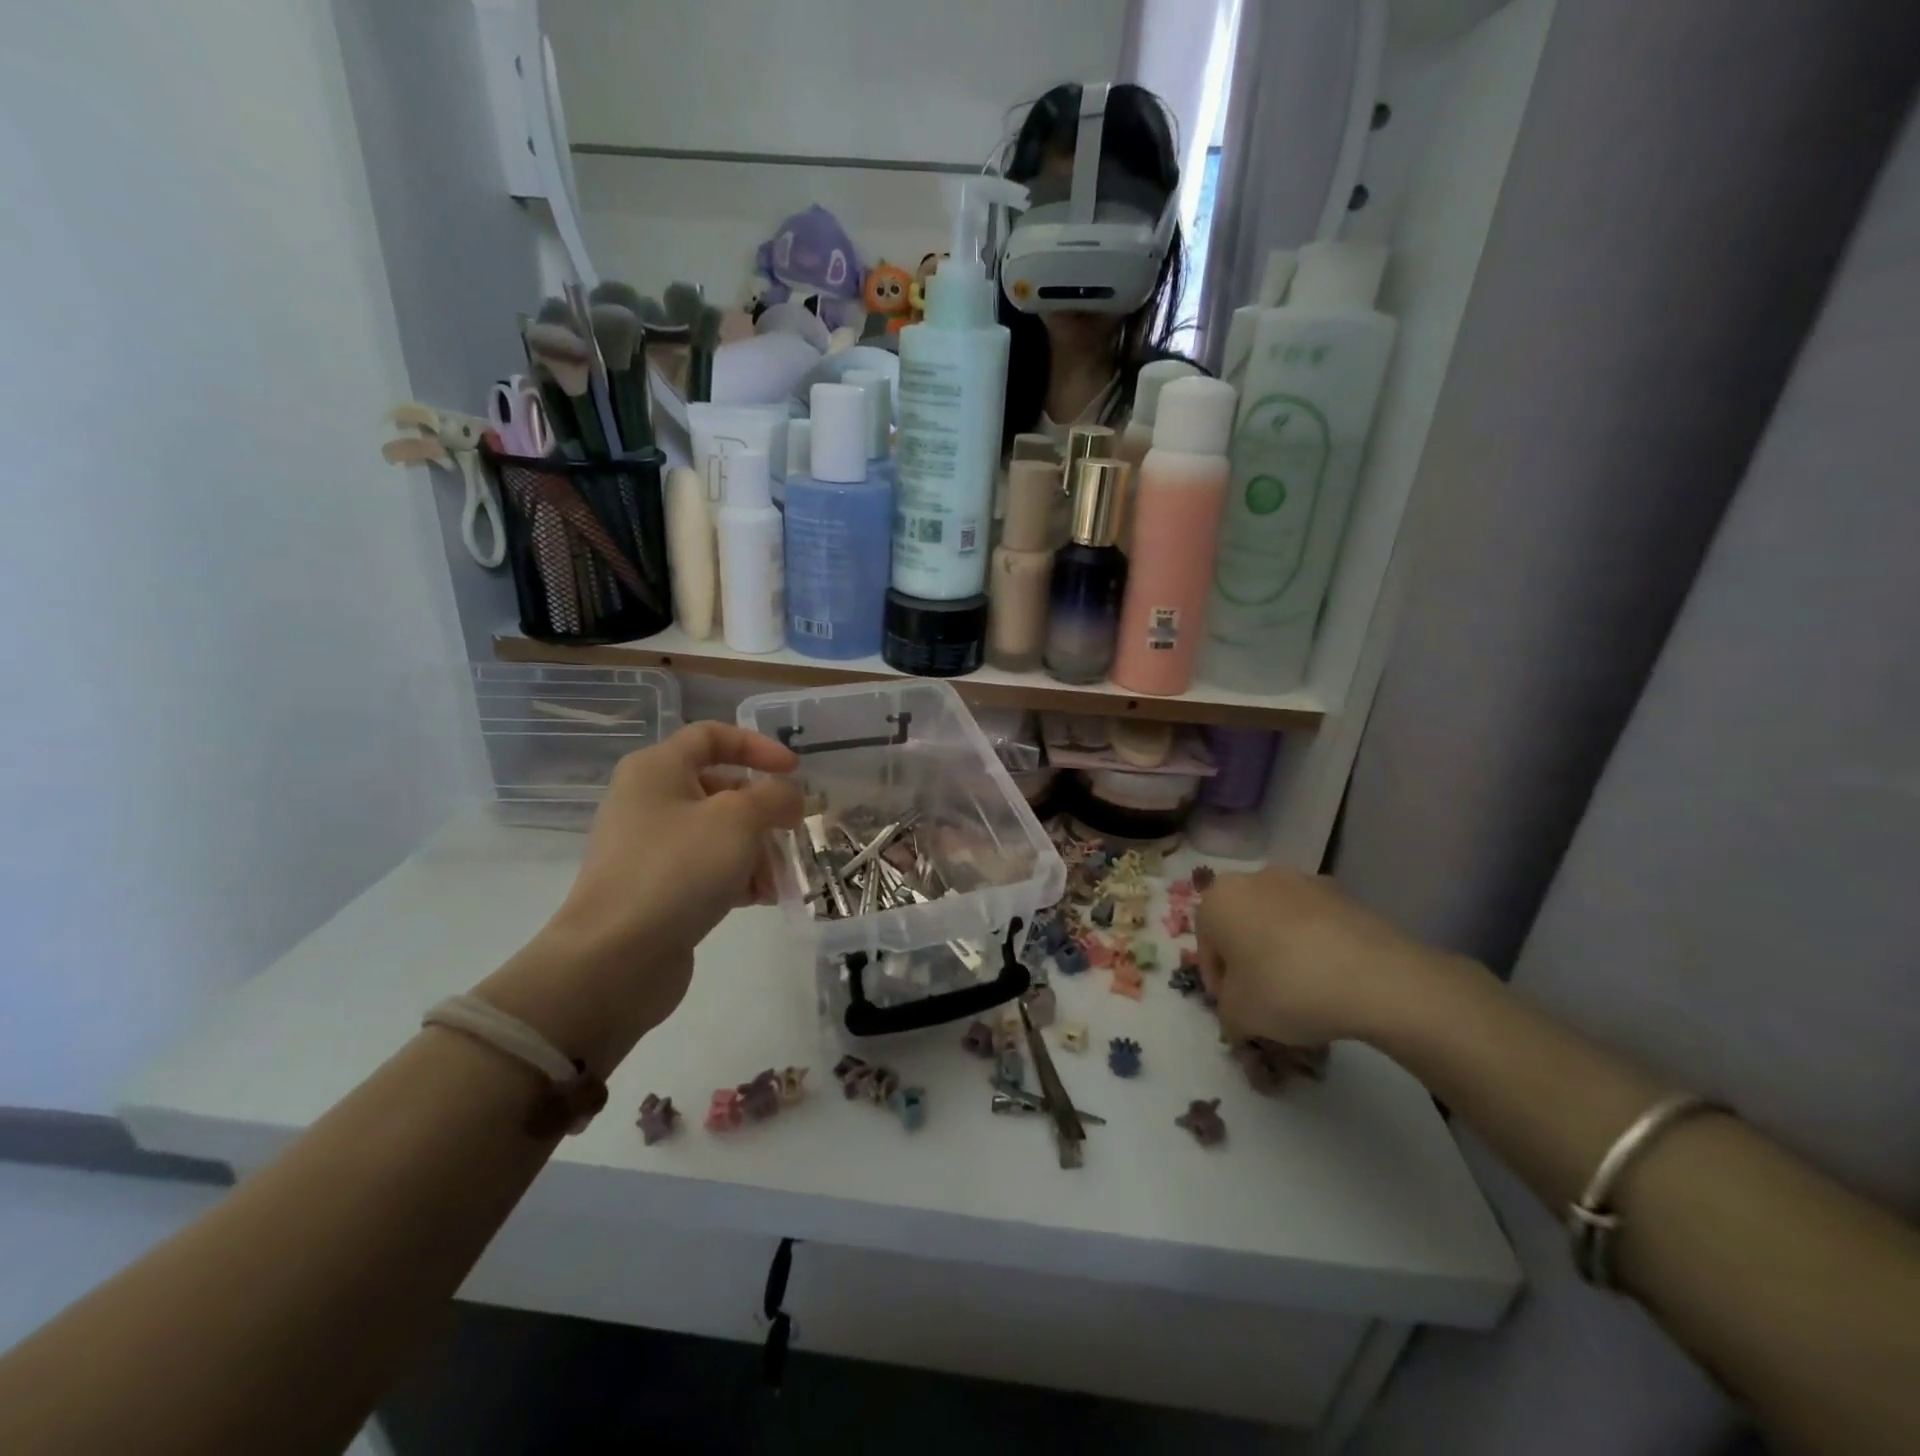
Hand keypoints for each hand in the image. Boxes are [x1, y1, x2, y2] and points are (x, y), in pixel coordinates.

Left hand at [532, 724, 799, 1032]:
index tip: (795, 771)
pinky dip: (737, 877)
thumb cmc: (677, 869)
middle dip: (763, 809)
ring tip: (779, 877)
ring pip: (718, 833)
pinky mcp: (656, 889)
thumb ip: (775, 796)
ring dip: (757, 849)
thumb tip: (789, 796)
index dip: (758, 746)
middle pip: (720, 788)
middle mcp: (649, 801)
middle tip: (794, 831)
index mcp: (657, 769)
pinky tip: (761, 898)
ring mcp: (650, 848)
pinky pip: (707, 869)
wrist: (614, 958)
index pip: (712, 736)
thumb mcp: (738, 819)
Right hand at [1196, 867, 1449, 1047]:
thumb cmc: (1286, 989)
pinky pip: (1314, 922)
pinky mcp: (1341, 892)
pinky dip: (1315, 945)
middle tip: (1265, 1000)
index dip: (1218, 983)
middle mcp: (1253, 878)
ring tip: (1304, 991)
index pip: (1205, 945)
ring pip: (1277, 921)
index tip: (1236, 1010)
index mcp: (1217, 900)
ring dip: (1281, 950)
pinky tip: (1332, 979)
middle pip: (1240, 926)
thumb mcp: (1238, 1017)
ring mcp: (1300, 880)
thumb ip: (1227, 1014)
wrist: (1375, 977)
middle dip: (1248, 960)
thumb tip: (1238, 1015)